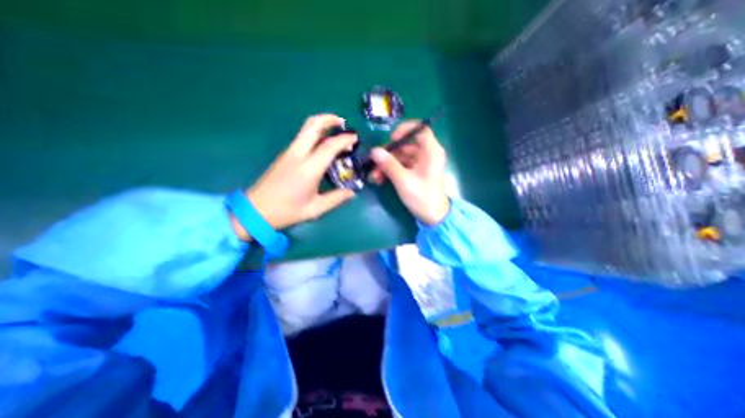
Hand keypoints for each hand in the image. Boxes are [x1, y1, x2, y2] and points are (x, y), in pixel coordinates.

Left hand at [232, 115, 355, 239]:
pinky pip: (302, 138)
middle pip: (312, 126)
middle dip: (328, 119)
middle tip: (342, 123)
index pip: (329, 146)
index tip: (355, 137)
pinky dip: (315, 135)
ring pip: (305, 130)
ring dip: (322, 126)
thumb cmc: (286, 211)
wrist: (255, 210)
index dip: (344, 139)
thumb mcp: (315, 209)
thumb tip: (352, 192)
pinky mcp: (284, 155)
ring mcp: (289, 153)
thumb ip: (336, 199)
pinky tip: (323, 146)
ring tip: (336, 134)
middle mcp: (298, 155)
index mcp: (308, 169)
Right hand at [370, 121, 450, 224]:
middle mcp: (427, 154)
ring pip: (401, 156)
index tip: (391, 139)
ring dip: (386, 164)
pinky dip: (391, 170)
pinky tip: (379, 179)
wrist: (432, 217)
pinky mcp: (416, 172)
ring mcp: (421, 163)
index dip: (405, 130)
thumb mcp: (403, 181)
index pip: (420, 129)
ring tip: (374, 176)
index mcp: (431, 152)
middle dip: (388, 154)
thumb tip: (374, 151)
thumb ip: (389, 164)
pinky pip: (401, 166)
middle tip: (374, 163)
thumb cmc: (422, 197)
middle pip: (406, 145)